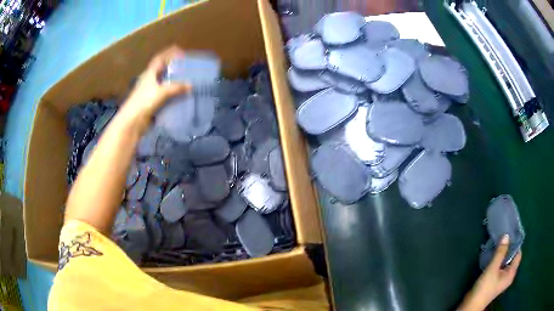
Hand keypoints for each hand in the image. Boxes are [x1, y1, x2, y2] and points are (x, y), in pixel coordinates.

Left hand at [119, 46, 190, 132]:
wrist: (132, 121)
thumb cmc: (144, 102)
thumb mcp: (161, 92)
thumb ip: (176, 87)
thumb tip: (191, 85)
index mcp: (150, 73)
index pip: (160, 58)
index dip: (169, 53)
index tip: (181, 51)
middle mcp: (149, 79)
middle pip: (162, 69)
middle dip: (173, 66)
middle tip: (186, 65)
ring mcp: (150, 91)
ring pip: (163, 82)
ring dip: (173, 80)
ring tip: (186, 79)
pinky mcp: (151, 102)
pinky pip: (164, 94)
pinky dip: (172, 92)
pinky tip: (179, 95)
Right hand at [459, 235, 521, 310]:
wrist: (471, 304)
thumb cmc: (485, 287)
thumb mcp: (492, 268)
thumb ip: (500, 252)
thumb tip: (507, 235)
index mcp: (511, 273)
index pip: (518, 254)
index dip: (516, 244)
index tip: (511, 233)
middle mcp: (509, 275)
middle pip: (512, 258)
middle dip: (509, 248)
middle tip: (504, 237)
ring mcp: (502, 279)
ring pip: (505, 262)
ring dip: (502, 254)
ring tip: (498, 244)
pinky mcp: (495, 281)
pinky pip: (500, 266)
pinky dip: (498, 260)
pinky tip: (493, 256)